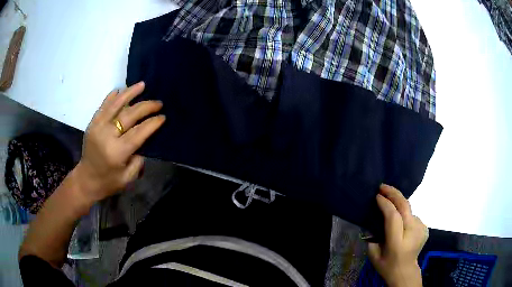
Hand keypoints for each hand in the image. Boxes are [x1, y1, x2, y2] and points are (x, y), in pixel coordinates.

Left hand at [74, 81, 164, 203]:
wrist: (86, 179)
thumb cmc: (108, 182)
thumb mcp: (127, 178)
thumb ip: (138, 160)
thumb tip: (142, 140)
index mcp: (117, 152)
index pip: (139, 132)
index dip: (152, 123)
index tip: (163, 116)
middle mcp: (107, 135)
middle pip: (129, 115)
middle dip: (146, 107)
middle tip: (158, 103)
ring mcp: (98, 126)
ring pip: (116, 105)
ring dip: (130, 93)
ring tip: (142, 85)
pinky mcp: (92, 123)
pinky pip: (103, 105)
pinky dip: (112, 96)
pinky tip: (121, 90)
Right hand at [368, 184, 427, 286]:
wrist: (405, 271)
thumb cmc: (387, 265)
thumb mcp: (373, 254)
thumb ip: (372, 236)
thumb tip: (373, 220)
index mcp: (397, 243)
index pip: (394, 217)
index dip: (386, 204)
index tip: (377, 196)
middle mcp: (412, 233)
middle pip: (405, 206)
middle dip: (394, 193)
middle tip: (383, 186)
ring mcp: (421, 229)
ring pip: (408, 210)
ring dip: (399, 205)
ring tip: (389, 204)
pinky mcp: (425, 227)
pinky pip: (412, 216)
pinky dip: (405, 215)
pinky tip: (400, 221)